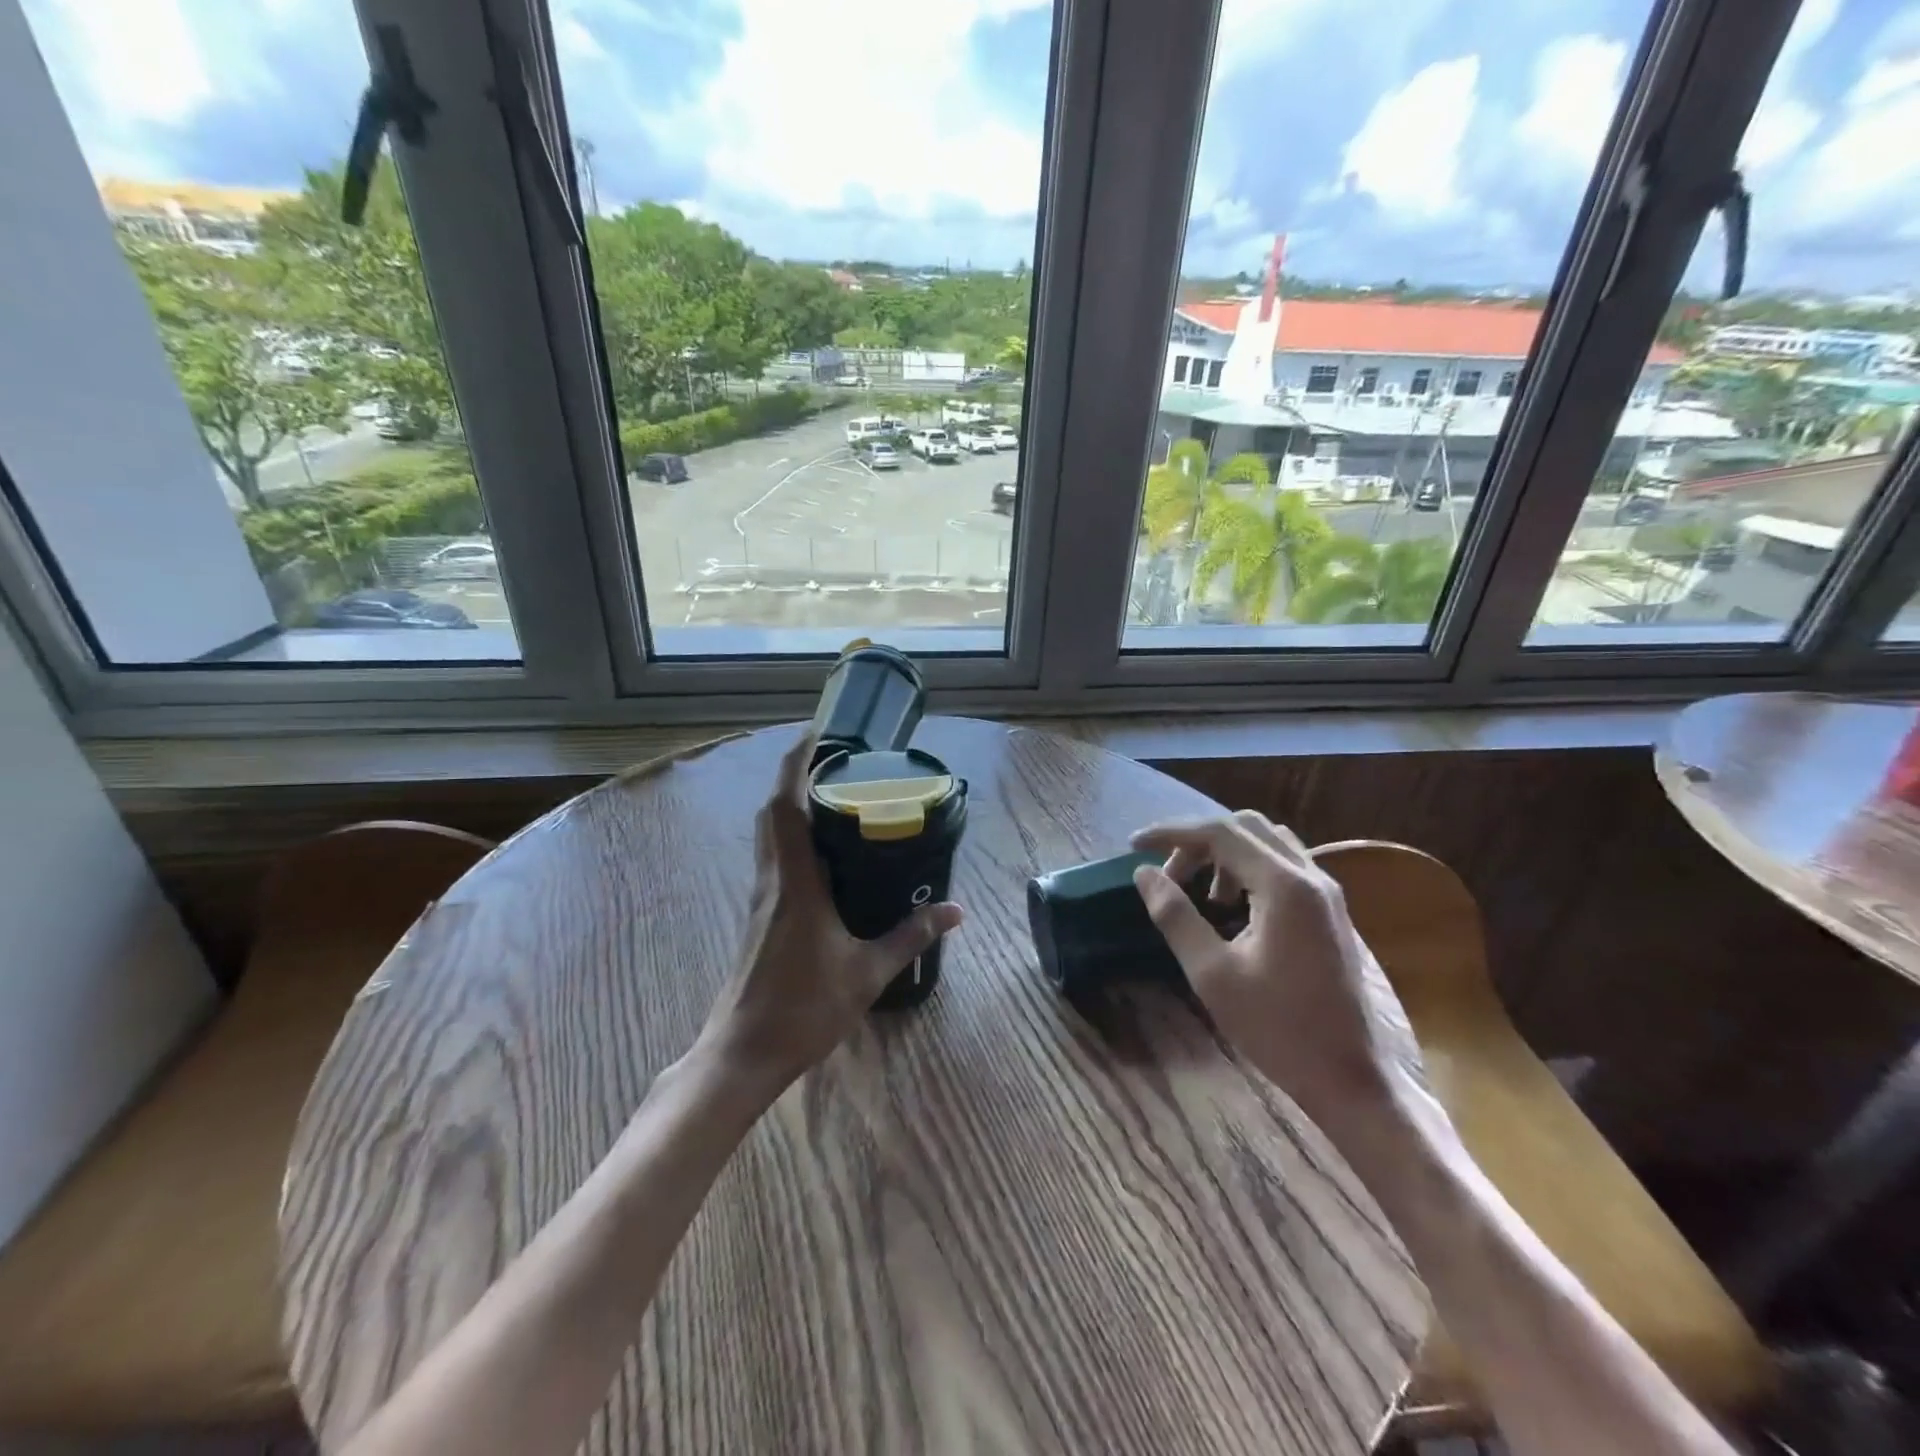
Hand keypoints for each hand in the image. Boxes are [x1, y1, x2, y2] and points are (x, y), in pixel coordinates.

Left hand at [697, 729, 962, 1090]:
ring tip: (831, 795)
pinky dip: (791, 837)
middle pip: (772, 812)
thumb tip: (956, 911)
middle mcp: (772, 880)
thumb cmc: (803, 1008)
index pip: (786, 806)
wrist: (743, 1053)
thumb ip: (911, 937)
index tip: (815, 733)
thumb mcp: (868, 972)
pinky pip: (773, 858)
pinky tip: (821, 853)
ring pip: (768, 834)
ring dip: (790, 805)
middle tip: (833, 761)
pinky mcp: (759, 915)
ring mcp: (761, 898)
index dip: (795, 763)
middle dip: (794, 776)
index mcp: (795, 882)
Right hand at [1130, 812, 1401, 1125]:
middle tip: (1169, 876)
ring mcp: (1327, 894)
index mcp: (1285, 887)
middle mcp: (1311, 877)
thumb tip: (1144, 874)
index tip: (1133, 845)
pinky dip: (1249, 870)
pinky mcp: (1330, 912)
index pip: (1220, 833)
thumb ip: (1175, 916)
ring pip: (1268, 843)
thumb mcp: (1212, 974)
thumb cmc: (1277, 1029)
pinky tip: (1232, 910)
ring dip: (1226, 855)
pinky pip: (1284, 867)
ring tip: (1200, 897)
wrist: (1350, 1079)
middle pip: (1246, 828)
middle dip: (1199, 842)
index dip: (1172, 832)